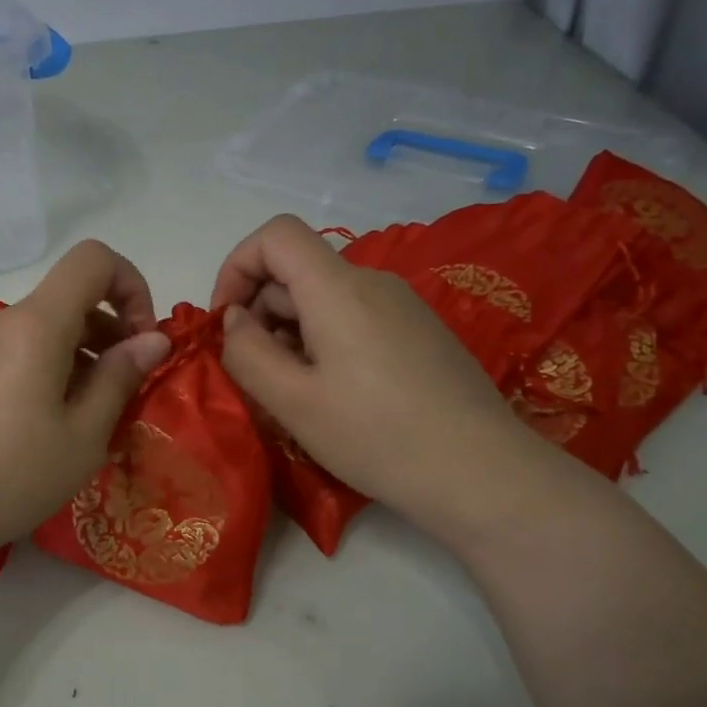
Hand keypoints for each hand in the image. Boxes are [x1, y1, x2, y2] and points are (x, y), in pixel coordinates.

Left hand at [0, 241, 170, 599]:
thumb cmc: (8, 478)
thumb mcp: (82, 437)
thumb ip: (120, 378)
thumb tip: (153, 339)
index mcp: (35, 326)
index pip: (92, 259)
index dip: (131, 285)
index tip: (140, 340)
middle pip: (64, 301)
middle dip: (105, 334)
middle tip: (116, 394)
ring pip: (33, 333)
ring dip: (69, 359)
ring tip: (72, 422)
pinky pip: (1, 356)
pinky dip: (32, 373)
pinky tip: (23, 432)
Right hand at [210, 214, 553, 536]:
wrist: (481, 472)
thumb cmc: (376, 436)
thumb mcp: (292, 401)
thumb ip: (246, 352)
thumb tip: (234, 320)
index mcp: (338, 287)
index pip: (275, 235)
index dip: (236, 266)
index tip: (225, 321)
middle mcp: (373, 282)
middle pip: (297, 270)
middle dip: (260, 312)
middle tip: (254, 375)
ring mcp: (402, 306)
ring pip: (324, 299)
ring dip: (290, 333)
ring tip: (292, 394)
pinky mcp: (419, 332)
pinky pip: (354, 318)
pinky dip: (324, 342)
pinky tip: (333, 395)